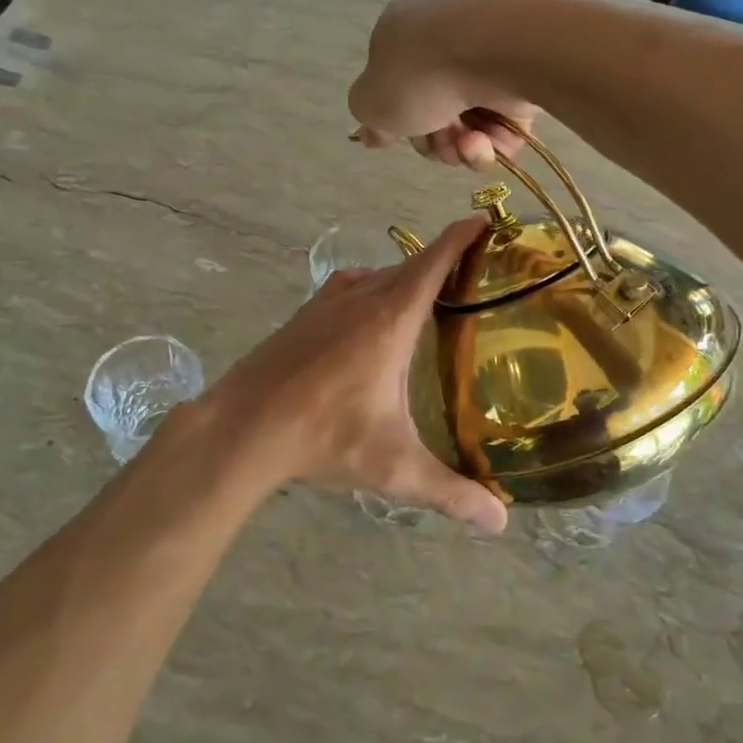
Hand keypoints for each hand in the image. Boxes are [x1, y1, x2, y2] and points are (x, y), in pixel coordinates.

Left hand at [187, 219, 508, 533]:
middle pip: (410, 264)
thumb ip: (450, 492)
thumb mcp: (393, 467)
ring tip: (433, 296)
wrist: (243, 426)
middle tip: (477, 271)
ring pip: (378, 275)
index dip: (462, 236)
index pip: (435, 260)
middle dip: (443, 259)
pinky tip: (375, 318)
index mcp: (391, 317)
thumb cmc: (323, 436)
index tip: (486, 219)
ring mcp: (327, 301)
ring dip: (406, 276)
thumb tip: (500, 523)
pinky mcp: (304, 314)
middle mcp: (361, 296)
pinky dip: (375, 289)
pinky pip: (352, 287)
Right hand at [348, 0, 538, 169]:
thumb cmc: (421, 74)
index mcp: (400, 38)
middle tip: (439, 143)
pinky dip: (496, 141)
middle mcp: (442, 44)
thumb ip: (369, 117)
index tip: (401, 139)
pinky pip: (504, 125)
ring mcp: (485, 61)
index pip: (394, 89)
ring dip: (464, 147)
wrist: (496, 50)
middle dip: (434, 141)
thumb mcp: (371, 102)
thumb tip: (374, 131)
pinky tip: (491, 140)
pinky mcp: (522, 79)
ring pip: (470, 125)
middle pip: (433, 114)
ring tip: (471, 142)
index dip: (397, 124)